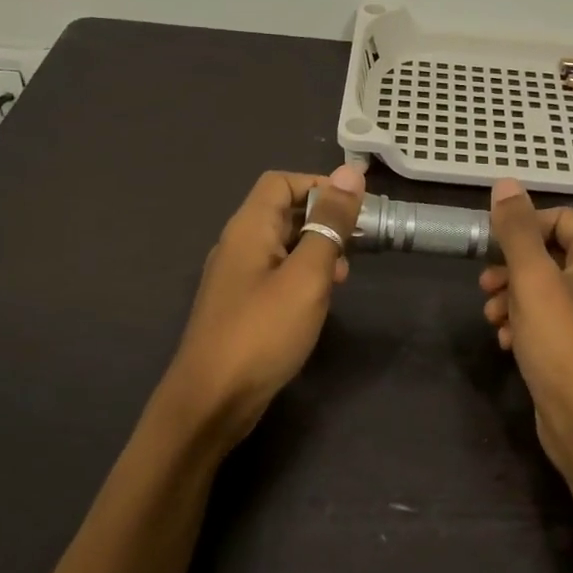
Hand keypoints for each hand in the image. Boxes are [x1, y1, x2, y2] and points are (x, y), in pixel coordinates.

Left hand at [158, 165, 365, 446]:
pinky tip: (321, 300)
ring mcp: (237, 278)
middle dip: (323, 219)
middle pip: (282, 212)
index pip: (281, 182)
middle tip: (359, 242)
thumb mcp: (307, 275)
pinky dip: (303, 276)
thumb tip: (351, 172)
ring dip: (316, 250)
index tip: (356, 207)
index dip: (319, 184)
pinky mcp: (242, 306)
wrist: (212, 400)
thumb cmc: (263, 332)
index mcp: (248, 228)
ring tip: (343, 275)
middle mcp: (238, 245)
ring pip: (282, 246)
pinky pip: (276, 275)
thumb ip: (329, 224)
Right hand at [481, 179, 572, 473]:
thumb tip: (505, 183)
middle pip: (550, 253)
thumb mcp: (532, 280)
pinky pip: (548, 317)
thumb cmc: (562, 344)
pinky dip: (524, 323)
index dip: (523, 228)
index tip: (491, 248)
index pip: (560, 218)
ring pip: (544, 287)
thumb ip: (516, 230)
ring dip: (512, 298)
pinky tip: (506, 342)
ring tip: (492, 318)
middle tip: (485, 285)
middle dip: (512, 268)